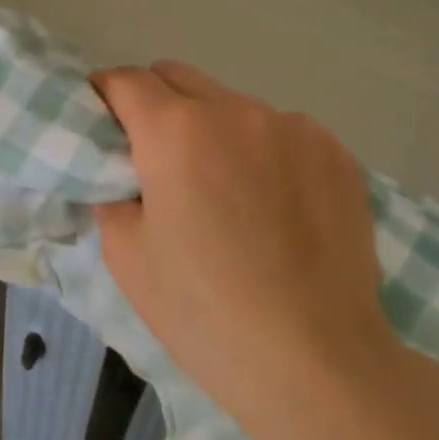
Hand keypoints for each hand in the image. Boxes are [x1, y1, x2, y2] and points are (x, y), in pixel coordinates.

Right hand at [92, 61, 400, 429]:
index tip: (101, 123)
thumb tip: (125, 174)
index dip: (104, 96)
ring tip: (225, 192)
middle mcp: (237, 111)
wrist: (315, 361)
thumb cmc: (203, 311)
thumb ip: (112, 193)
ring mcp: (295, 128)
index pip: (126, 80)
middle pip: (178, 77)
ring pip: (232, 105)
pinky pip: (282, 133)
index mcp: (176, 131)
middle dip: (154, 104)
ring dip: (213, 129)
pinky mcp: (337, 154)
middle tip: (154, 159)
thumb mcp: (126, 255)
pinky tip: (274, 206)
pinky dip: (263, 152)